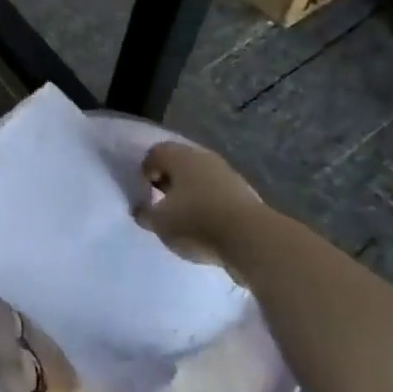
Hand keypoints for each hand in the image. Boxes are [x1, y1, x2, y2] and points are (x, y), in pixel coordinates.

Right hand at [134, 141, 265, 278]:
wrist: (252, 238)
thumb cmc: (197, 222)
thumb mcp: (160, 223)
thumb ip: (145, 214)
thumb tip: (141, 210)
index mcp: (178, 156)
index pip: (154, 153)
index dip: (146, 170)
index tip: (145, 191)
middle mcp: (203, 157)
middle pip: (179, 162)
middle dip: (169, 179)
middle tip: (162, 201)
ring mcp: (227, 173)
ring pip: (200, 177)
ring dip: (190, 191)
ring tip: (184, 216)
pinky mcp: (244, 193)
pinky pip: (217, 192)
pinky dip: (209, 203)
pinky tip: (206, 224)